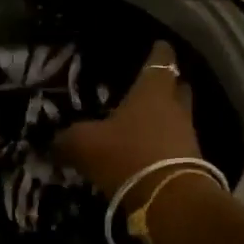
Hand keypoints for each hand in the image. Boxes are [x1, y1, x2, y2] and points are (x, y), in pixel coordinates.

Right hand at [55, 41, 202, 206]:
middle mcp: (175, 108)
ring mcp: (187, 136)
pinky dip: (162, 146)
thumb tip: (53, 141)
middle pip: (177, 88)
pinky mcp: (191, 163)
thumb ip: (67, 139)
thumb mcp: (84, 144)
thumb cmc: (126, 155)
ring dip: (164, 119)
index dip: (159, 51)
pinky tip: (145, 153)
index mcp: (152, 91)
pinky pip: (175, 145)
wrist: (169, 200)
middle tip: (149, 87)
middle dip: (167, 85)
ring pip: (177, 118)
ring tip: (142, 124)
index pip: (160, 61)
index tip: (159, 44)